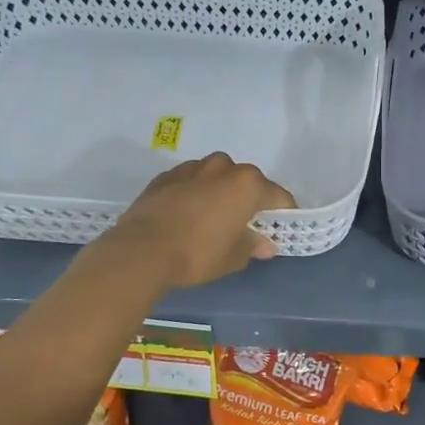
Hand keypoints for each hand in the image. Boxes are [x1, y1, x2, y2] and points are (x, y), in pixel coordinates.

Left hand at [103, 153, 294, 290]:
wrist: (141, 250)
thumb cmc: (198, 253)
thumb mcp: (233, 257)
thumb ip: (252, 245)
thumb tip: (265, 244)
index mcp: (248, 184)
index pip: (279, 196)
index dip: (282, 214)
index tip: (279, 229)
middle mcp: (223, 167)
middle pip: (247, 181)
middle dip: (249, 200)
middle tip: (244, 224)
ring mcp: (192, 168)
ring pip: (216, 176)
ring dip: (220, 192)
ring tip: (212, 217)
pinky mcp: (165, 176)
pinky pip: (190, 181)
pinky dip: (194, 193)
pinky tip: (186, 215)